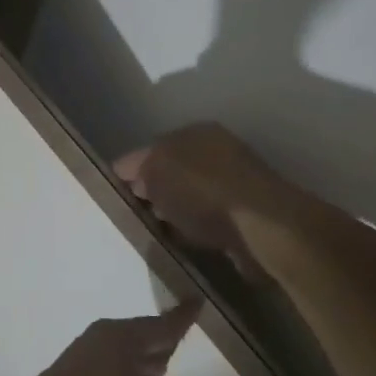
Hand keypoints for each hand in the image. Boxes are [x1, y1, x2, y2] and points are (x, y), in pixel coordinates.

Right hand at [114, 123, 281, 270]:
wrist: (262, 230)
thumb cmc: (203, 192)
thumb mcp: (157, 169)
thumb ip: (139, 167)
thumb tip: (133, 176)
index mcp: (195, 133)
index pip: (150, 148)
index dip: (129, 171)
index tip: (114, 195)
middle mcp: (217, 152)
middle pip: (171, 172)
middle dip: (151, 192)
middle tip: (132, 216)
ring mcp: (233, 185)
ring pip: (188, 197)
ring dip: (172, 213)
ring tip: (153, 232)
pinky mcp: (244, 217)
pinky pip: (205, 221)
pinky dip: (191, 230)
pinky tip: (181, 243)